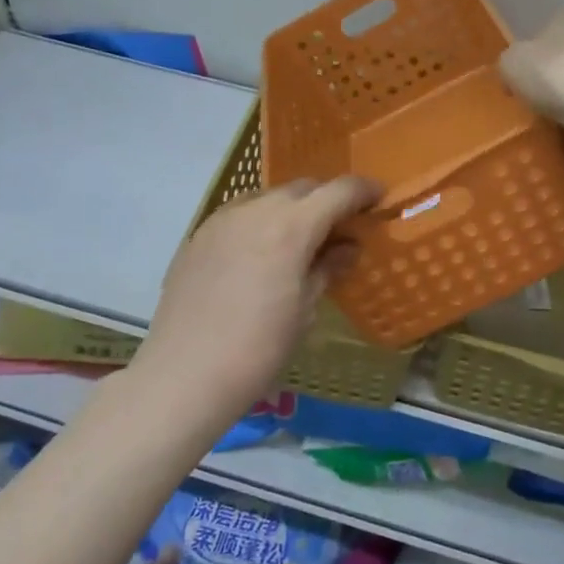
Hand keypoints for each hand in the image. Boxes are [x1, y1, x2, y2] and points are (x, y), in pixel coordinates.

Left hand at [138, 176, 380, 419]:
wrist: (184, 375)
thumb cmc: (259, 348)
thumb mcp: (305, 310)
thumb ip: (328, 268)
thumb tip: (348, 247)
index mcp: (291, 226)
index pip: (338, 191)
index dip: (364, 191)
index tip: (379, 199)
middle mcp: (256, 210)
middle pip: (303, 188)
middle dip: (327, 200)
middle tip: (341, 227)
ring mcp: (222, 220)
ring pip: (268, 197)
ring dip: (291, 208)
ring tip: (300, 240)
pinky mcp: (198, 236)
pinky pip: (239, 214)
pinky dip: (260, 221)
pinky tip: (261, 252)